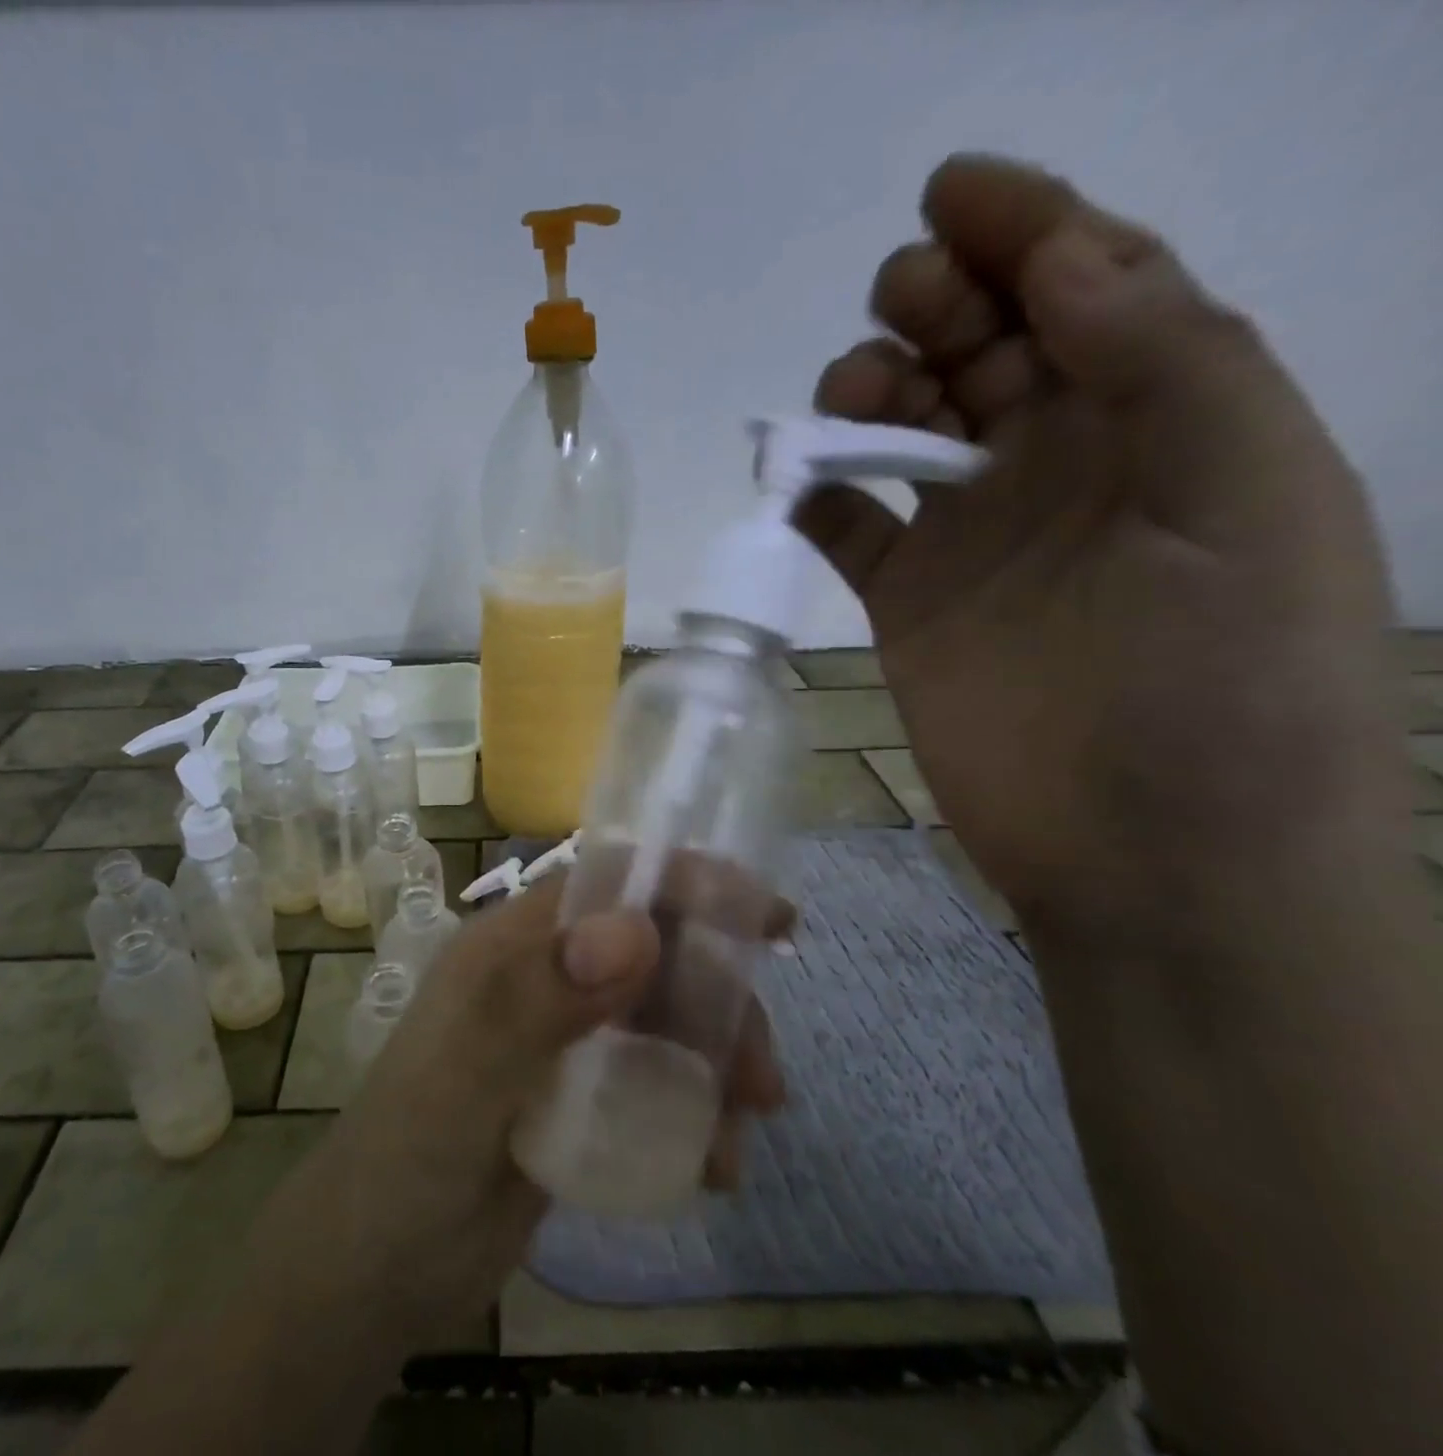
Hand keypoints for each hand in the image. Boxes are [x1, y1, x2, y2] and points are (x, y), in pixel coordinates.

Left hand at [314, 873, 788, 1349]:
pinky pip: (656, 1079)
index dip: (685, 886)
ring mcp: (563, 1038)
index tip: (766, 917)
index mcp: (512, 948)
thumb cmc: (409, 1159)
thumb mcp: (468, 1073)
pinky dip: (697, 1108)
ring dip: (718, 1059)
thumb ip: (541, 998)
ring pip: (664, 1016)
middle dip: (718, 998)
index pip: (607, 887)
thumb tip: (639, 928)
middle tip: (761, 1077)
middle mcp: (543, 978)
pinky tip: (715, 1165)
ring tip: (747, 1128)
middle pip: (653, 954)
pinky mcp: (579, 1096)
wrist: (374, 1270)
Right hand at [796, 155, 1410, 948]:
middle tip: (900, 302)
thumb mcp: (1251, 498)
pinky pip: (848, 527)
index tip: (950, 192)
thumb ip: (1170, 365)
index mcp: (1166, 423)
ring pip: (904, 430)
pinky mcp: (904, 604)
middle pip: (985, 350)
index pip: (1092, 293)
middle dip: (941, 301)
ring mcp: (972, 539)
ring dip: (871, 393)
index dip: (1029, 225)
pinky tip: (803, 487)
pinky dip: (819, 496)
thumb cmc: (1227, 686)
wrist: (1150, 855)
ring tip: (854, 401)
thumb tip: (1064, 260)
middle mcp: (1063, 467)